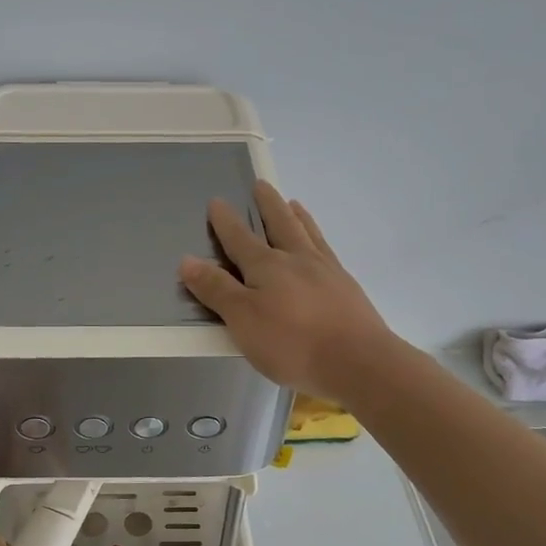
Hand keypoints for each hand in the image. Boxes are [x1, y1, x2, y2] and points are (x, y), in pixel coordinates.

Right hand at [179, 181, 399, 402]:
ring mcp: (326, 271)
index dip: (226, 221)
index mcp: (266, 266)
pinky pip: (328, 252)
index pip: (239, 238)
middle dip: (267, 205)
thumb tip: (188, 260)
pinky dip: (319, 240)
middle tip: (261, 184)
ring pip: (308, 234)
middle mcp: (297, 259)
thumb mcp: (243, 319)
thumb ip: (216, 290)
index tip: (217, 202)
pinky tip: (321, 247)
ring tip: (294, 203)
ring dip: (297, 217)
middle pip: (280, 224)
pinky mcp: (347, 288)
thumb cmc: (292, 343)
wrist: (358, 361)